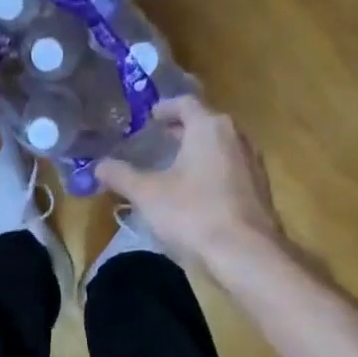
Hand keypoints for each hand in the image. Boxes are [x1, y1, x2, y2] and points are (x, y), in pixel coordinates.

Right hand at [94, 96, 283, 280]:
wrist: (246, 253)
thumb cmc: (193, 214)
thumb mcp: (147, 194)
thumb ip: (121, 176)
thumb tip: (98, 165)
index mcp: (209, 127)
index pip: (185, 103)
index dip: (164, 107)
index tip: (149, 117)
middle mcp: (236, 136)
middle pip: (205, 124)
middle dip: (181, 130)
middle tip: (158, 140)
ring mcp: (252, 163)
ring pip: (220, 147)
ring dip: (197, 152)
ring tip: (174, 167)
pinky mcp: (259, 189)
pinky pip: (230, 169)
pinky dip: (211, 171)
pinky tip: (196, 193)